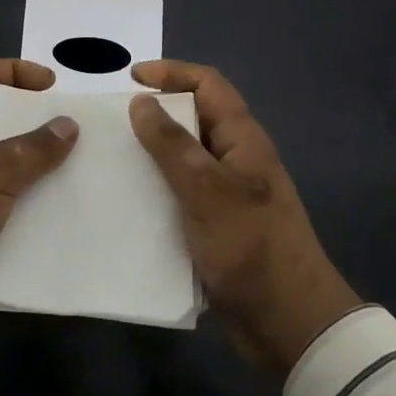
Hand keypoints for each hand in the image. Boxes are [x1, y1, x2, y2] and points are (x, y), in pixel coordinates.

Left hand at [0, 59, 78, 345]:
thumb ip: (33, 148)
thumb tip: (68, 124)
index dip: (15, 72)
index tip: (54, 87)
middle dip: (36, 125)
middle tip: (76, 134)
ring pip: (5, 170)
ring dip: (38, 172)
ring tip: (79, 175)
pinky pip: (4, 211)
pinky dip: (30, 212)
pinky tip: (62, 218)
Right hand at [129, 60, 360, 375]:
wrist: (287, 323)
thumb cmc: (251, 247)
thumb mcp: (207, 190)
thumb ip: (172, 144)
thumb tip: (141, 101)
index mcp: (243, 140)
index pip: (208, 85)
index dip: (172, 72)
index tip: (130, 77)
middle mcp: (234, 160)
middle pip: (193, 118)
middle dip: (155, 112)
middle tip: (111, 121)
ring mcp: (224, 194)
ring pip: (182, 158)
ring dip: (150, 152)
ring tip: (108, 157)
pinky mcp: (213, 225)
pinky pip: (178, 193)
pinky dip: (154, 188)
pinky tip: (124, 200)